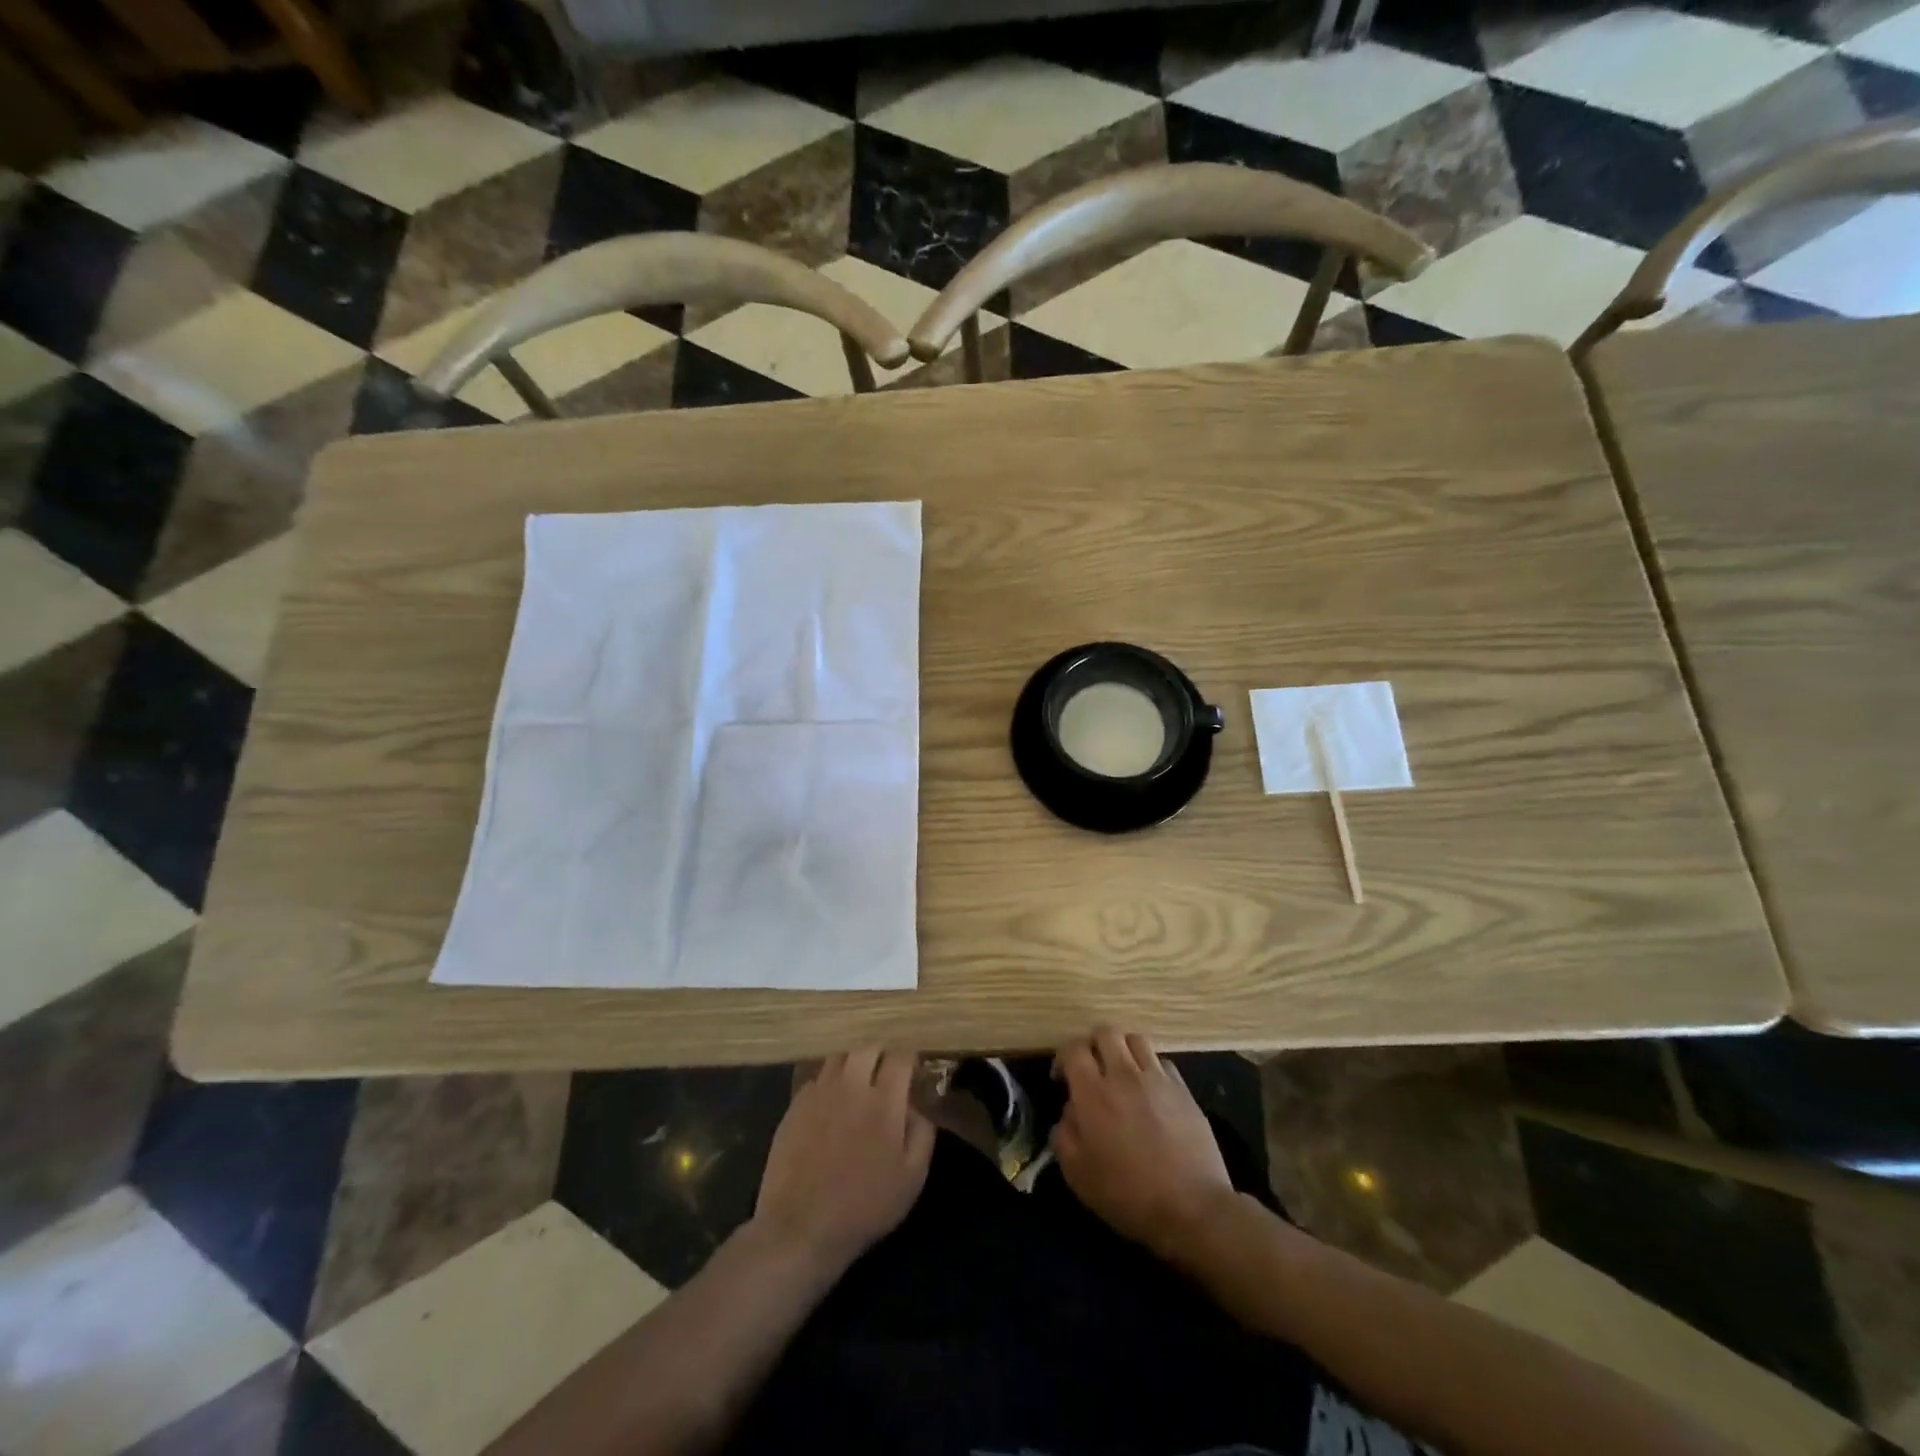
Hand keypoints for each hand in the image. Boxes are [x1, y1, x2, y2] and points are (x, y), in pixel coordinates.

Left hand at [753, 1048, 934, 1272]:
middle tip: (886, 1071)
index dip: (910, 1055)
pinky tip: (831, 1104)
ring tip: (858, 1081)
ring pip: (839, 1056)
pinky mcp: (794, 1105)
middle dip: (881, 1052)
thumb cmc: (864, 1206)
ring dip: (853, 1062)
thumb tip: (917, 1106)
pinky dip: (828, 1083)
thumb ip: (922, 1133)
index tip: (914, 1067)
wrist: (800, 1228)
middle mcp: (851, 1085)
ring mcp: (819, 1092)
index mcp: (884, 1099)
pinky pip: (816, 1079)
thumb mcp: (912, 1178)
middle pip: (867, 1045)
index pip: (900, 1054)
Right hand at [1054, 1029, 1236, 1258]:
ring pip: (1135, 1039)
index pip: (1073, 1048)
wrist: (1192, 1208)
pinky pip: (1161, 1062)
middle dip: (1093, 1045)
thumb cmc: (1128, 1195)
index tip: (1063, 1078)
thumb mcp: (1078, 1174)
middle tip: (1092, 1069)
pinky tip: (1150, 1091)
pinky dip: (1150, 1068)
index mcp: (1093, 1092)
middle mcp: (1124, 1074)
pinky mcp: (1183, 1089)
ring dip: (1123, 1050)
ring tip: (1122, 1073)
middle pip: (1105, 1032)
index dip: (1064, 1057)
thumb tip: (1070, 1111)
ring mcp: (1157, 1078)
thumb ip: (1064, 1134)